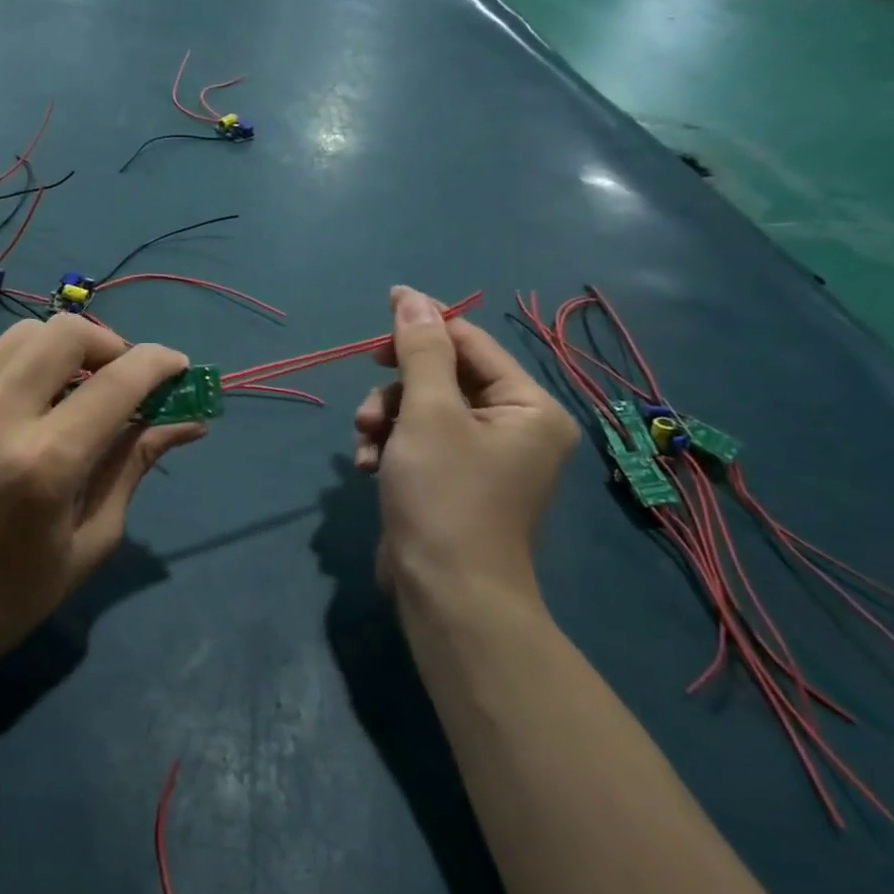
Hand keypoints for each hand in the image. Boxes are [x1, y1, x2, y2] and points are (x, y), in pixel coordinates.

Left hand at [0, 315, 204, 680]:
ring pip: (20, 337)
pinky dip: (12, 386)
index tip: (177, 366)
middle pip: (64, 332)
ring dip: (59, 353)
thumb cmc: (14, 594)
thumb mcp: (92, 539)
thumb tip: (186, 420)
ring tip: (68, 392)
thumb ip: (134, 464)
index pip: (118, 381)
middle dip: (107, 343)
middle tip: (117, 376)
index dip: (159, 362)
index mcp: (45, 463)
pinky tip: (9, 428)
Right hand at [353, 287, 577, 613]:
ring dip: (385, 420)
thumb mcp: (428, 413)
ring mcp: (483, 458)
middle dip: (397, 389)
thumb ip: (419, 350)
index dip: (425, 325)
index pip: (471, 344)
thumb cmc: (445, 496)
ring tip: (365, 446)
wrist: (446, 597)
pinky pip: (419, 443)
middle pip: (443, 377)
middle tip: (368, 397)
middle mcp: (514, 428)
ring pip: (422, 410)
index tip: (383, 308)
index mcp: (527, 407)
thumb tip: (410, 296)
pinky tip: (368, 467)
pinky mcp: (454, 482)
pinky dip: (390, 448)